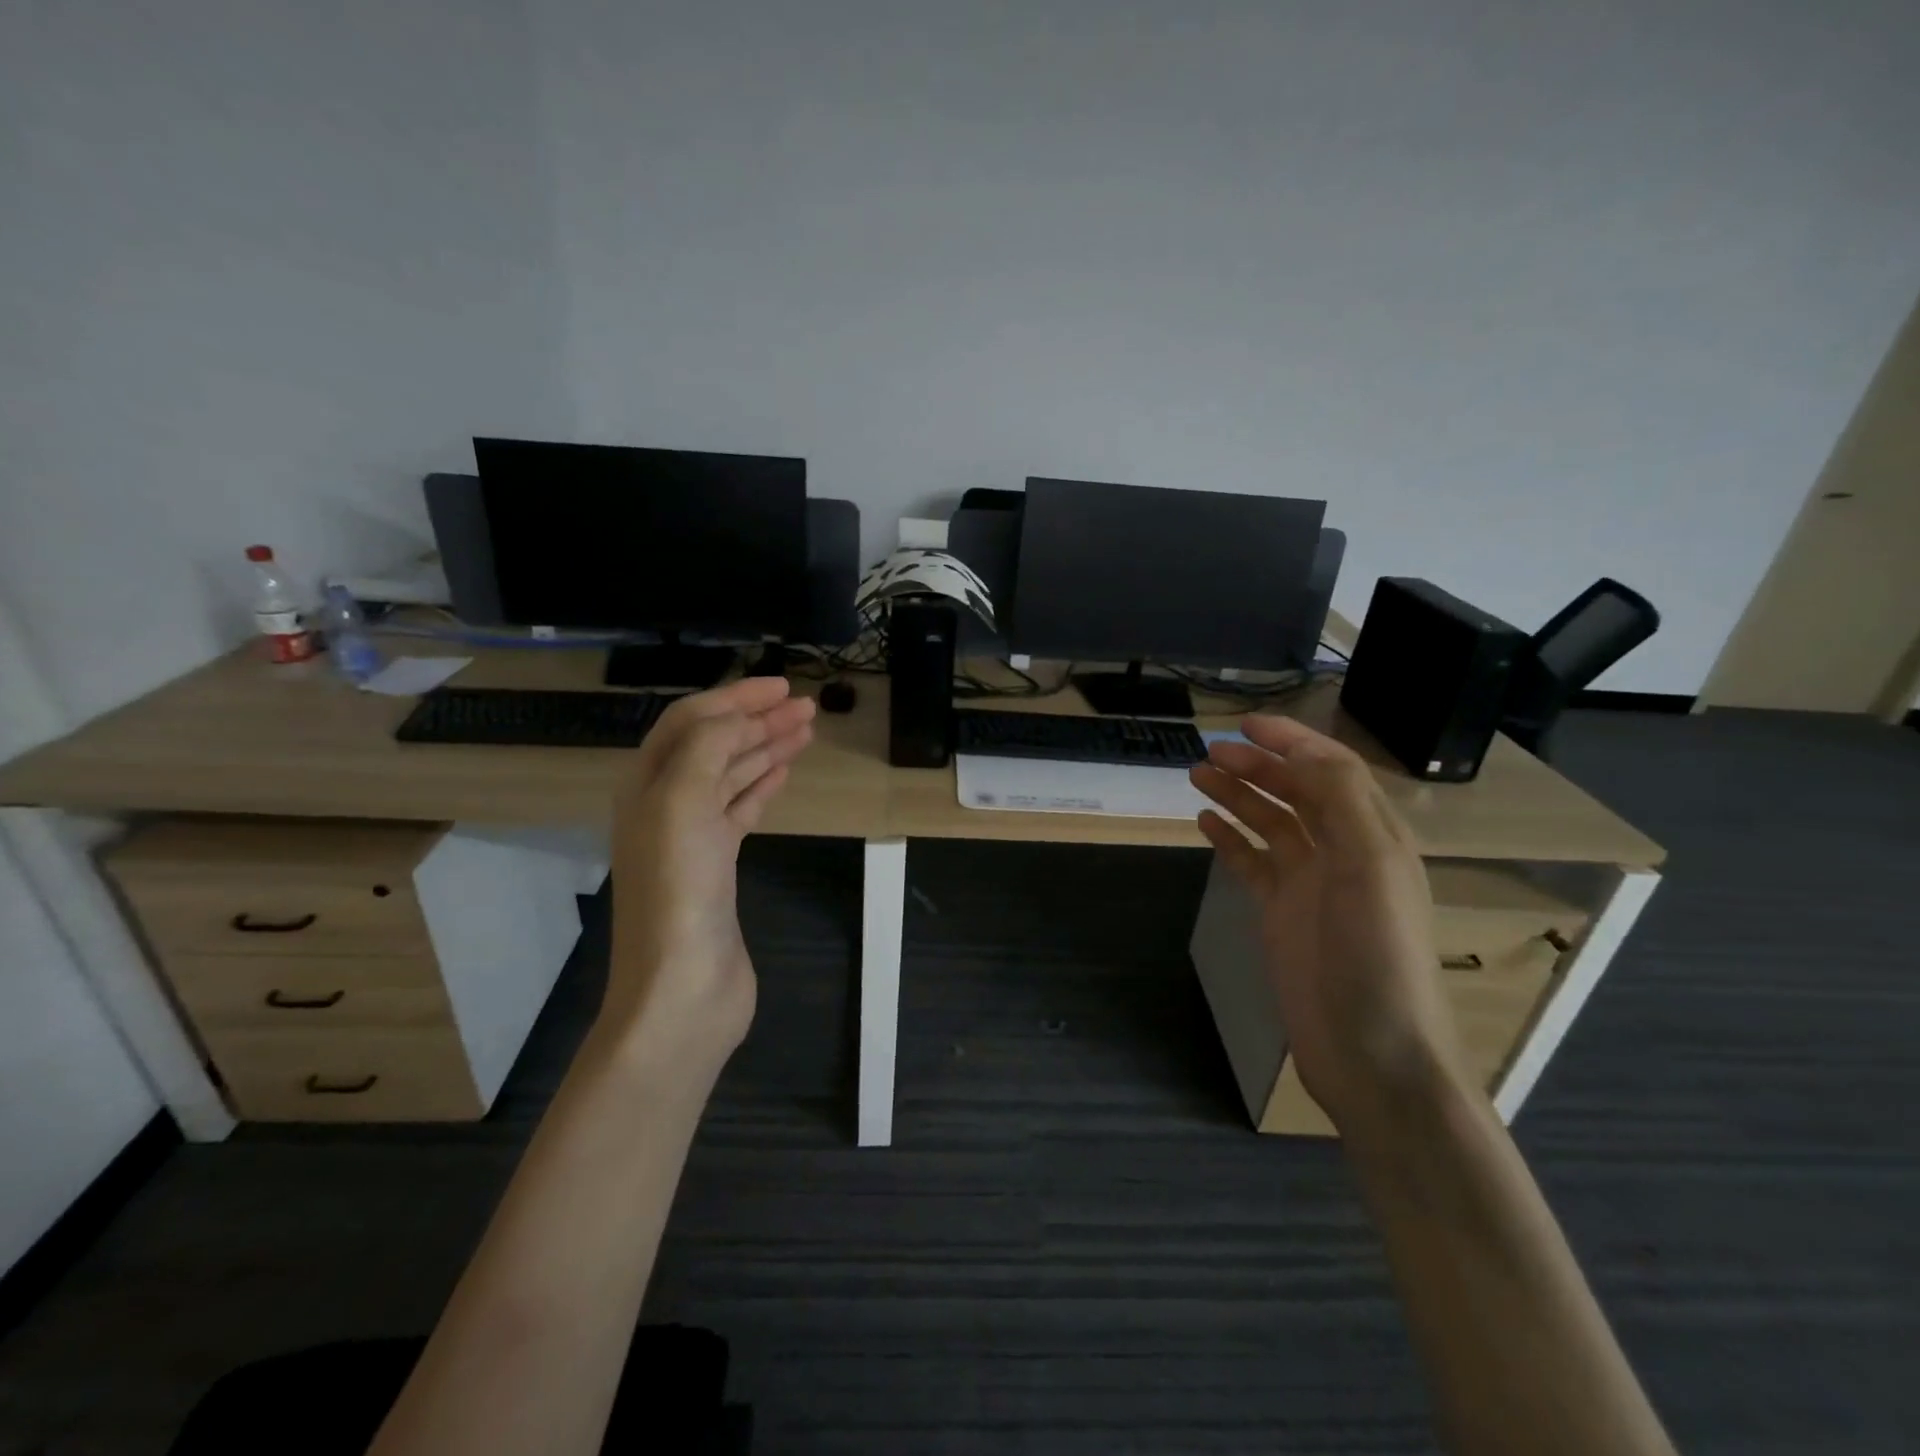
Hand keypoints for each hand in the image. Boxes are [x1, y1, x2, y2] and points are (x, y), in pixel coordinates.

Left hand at [604, 677, 815, 1069]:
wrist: (682, 987)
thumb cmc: (678, 891)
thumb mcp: (683, 803)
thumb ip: (708, 749)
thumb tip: (737, 720)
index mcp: (647, 784)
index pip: (691, 722)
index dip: (734, 698)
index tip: (782, 687)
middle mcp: (665, 804)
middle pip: (714, 745)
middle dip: (758, 720)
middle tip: (806, 707)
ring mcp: (692, 837)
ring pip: (732, 775)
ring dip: (766, 748)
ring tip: (807, 731)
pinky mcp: (718, 866)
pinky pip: (741, 811)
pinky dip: (762, 786)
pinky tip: (784, 773)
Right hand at [1189, 715, 1464, 1130]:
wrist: (1372, 1054)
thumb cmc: (1376, 955)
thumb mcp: (1370, 867)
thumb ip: (1339, 801)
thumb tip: (1300, 752)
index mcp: (1374, 835)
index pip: (1332, 769)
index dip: (1291, 741)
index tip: (1244, 725)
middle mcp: (1343, 851)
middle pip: (1296, 792)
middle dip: (1256, 766)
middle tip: (1209, 752)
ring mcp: (1310, 885)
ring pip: (1270, 823)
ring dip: (1238, 796)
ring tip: (1196, 776)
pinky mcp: (1283, 914)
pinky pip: (1252, 863)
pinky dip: (1230, 839)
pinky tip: (1204, 824)